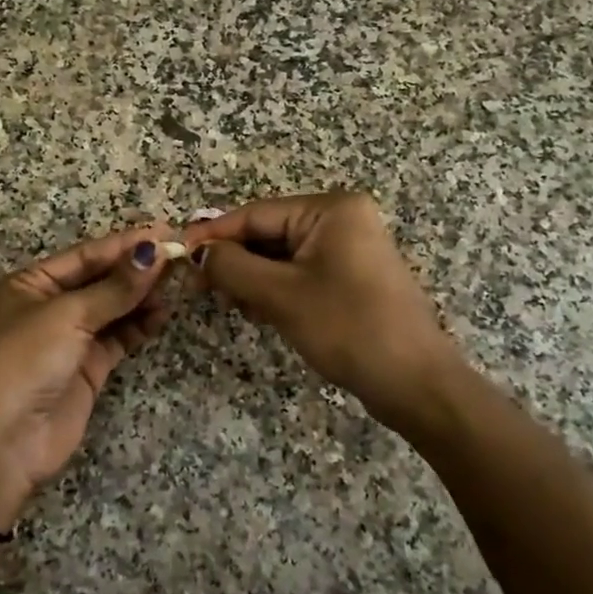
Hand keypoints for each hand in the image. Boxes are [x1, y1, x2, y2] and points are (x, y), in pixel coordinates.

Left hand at [0, 228, 176, 525]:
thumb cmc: (24, 361)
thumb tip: (155, 253)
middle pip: (99, 281)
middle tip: (180, 255)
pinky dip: (139, 325)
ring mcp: (68, 340)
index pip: (84, 256)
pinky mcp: (86, 369)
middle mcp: (47, 308)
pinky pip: (117, 338)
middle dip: (137, 270)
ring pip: (112, 309)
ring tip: (179, 282)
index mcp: (28, 285)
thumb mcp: (67, 316)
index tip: (165, 232)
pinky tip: (163, 313)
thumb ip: (115, 288)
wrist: (3, 442)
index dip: (124, 244)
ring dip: (142, 296)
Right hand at [186, 193, 461, 433]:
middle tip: (203, 288)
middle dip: (236, 261)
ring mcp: (350, 250)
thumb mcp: (281, 296)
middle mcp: (342, 220)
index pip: (256, 214)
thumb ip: (233, 267)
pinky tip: (261, 313)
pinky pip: (300, 274)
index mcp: (331, 210)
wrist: (415, 383)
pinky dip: (276, 290)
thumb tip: (198, 253)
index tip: (177, 253)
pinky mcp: (351, 278)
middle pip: (269, 233)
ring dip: (254, 280)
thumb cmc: (349, 329)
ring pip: (281, 257)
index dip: (214, 235)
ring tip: (237, 307)